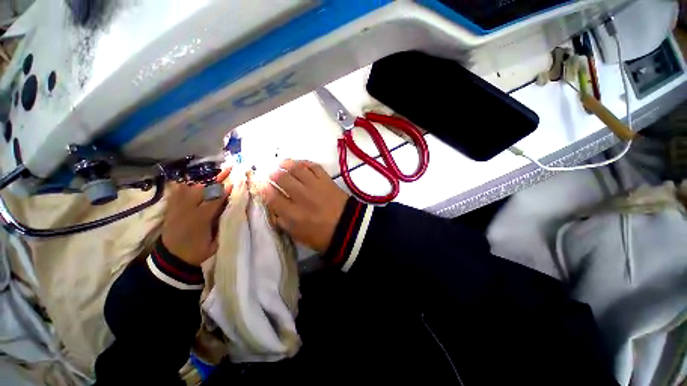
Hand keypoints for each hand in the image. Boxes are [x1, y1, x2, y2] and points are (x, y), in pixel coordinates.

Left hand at [161, 168, 232, 265]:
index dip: (226, 190)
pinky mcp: (171, 208)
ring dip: (204, 179)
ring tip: (215, 171)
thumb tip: (232, 210)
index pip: (215, 200)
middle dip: (217, 178)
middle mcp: (187, 209)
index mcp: (200, 219)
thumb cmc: (198, 250)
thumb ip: (222, 225)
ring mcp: (177, 207)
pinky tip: (191, 179)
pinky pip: (177, 192)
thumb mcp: (214, 242)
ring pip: (191, 188)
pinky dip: (185, 184)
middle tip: (228, 168)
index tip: (236, 182)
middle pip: (203, 189)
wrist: (172, 258)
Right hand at [260, 160, 348, 252]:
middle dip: (273, 174)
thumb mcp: (298, 235)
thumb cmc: (322, 236)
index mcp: (293, 214)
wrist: (347, 227)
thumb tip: (273, 210)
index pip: (272, 197)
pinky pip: (314, 166)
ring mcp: (315, 186)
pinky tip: (300, 164)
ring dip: (286, 164)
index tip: (260, 184)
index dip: (263, 189)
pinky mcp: (326, 180)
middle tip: (272, 174)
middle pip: (282, 178)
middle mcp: (301, 196)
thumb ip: (284, 223)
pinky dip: (305, 163)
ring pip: (297, 169)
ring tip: (282, 163)